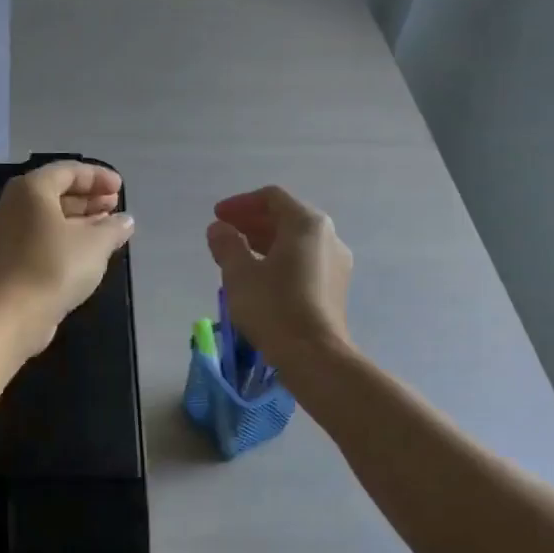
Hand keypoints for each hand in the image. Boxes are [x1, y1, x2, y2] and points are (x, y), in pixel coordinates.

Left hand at [0, 161, 135, 354]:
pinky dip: (64, 236)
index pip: (67, 171)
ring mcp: (7, 233)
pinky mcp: (9, 258)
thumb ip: (113, 227)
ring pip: (47, 216)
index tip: (121, 188)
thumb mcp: (96, 243)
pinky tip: (87, 250)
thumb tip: (124, 221)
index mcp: (31, 189)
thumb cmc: (56, 266)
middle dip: (87, 197)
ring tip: (107, 227)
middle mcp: (13, 204)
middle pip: (55, 192)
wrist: (15, 313)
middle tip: (114, 205)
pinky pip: (40, 236)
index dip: (97, 177)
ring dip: (78, 218)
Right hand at [205, 186, 352, 362]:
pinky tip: (259, 277)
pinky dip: (279, 259)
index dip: (240, 204)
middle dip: (252, 223)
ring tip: (237, 256)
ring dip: (264, 242)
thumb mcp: (239, 273)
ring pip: (295, 241)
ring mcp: (336, 263)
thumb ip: (227, 244)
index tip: (217, 216)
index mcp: (307, 224)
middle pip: (286, 218)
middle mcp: (328, 236)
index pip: (272, 198)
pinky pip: (304, 261)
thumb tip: (219, 228)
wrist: (314, 354)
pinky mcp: (335, 287)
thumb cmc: (273, 307)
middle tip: (224, 235)